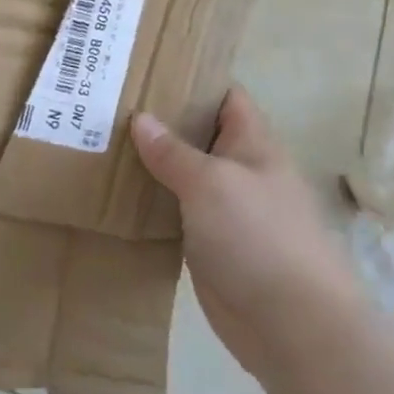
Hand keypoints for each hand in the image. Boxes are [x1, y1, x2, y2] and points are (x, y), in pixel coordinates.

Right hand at [131, 87, 353, 381]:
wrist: (293, 326)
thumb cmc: (258, 237)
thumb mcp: (212, 183)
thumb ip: (174, 152)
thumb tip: (140, 118)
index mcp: (253, 143)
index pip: (224, 96)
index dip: (192, 78)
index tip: (146, 68)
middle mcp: (240, 170)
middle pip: (199, 133)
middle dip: (160, 120)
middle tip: (108, 104)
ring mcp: (225, 209)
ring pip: (184, 174)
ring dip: (152, 162)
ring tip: (100, 141)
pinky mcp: (209, 245)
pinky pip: (176, 212)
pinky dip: (151, 202)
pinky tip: (115, 193)